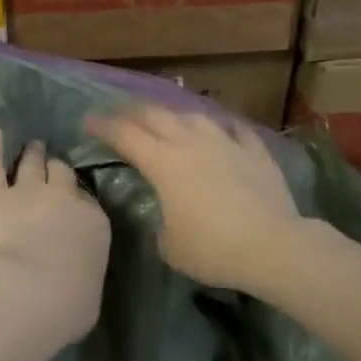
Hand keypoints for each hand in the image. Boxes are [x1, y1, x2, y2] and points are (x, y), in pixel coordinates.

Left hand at [0, 129, 110, 348]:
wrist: (29, 294)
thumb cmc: (67, 306)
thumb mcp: (89, 294)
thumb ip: (84, 274)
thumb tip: (78, 278)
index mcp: (93, 223)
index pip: (87, 201)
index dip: (76, 198)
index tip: (71, 200)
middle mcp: (64, 198)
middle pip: (62, 173)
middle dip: (57, 168)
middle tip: (51, 163)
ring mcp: (27, 191)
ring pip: (32, 164)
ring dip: (32, 154)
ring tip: (31, 146)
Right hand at [86, 104, 309, 295]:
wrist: (272, 245)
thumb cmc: (213, 249)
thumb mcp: (170, 247)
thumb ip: (161, 226)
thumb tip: (167, 220)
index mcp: (163, 162)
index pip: (124, 135)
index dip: (103, 126)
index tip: (87, 121)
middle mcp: (190, 142)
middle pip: (155, 115)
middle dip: (131, 111)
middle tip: (118, 113)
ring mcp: (225, 142)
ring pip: (193, 116)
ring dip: (174, 115)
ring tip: (167, 119)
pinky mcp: (255, 151)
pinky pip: (235, 130)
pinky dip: (223, 128)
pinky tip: (222, 129)